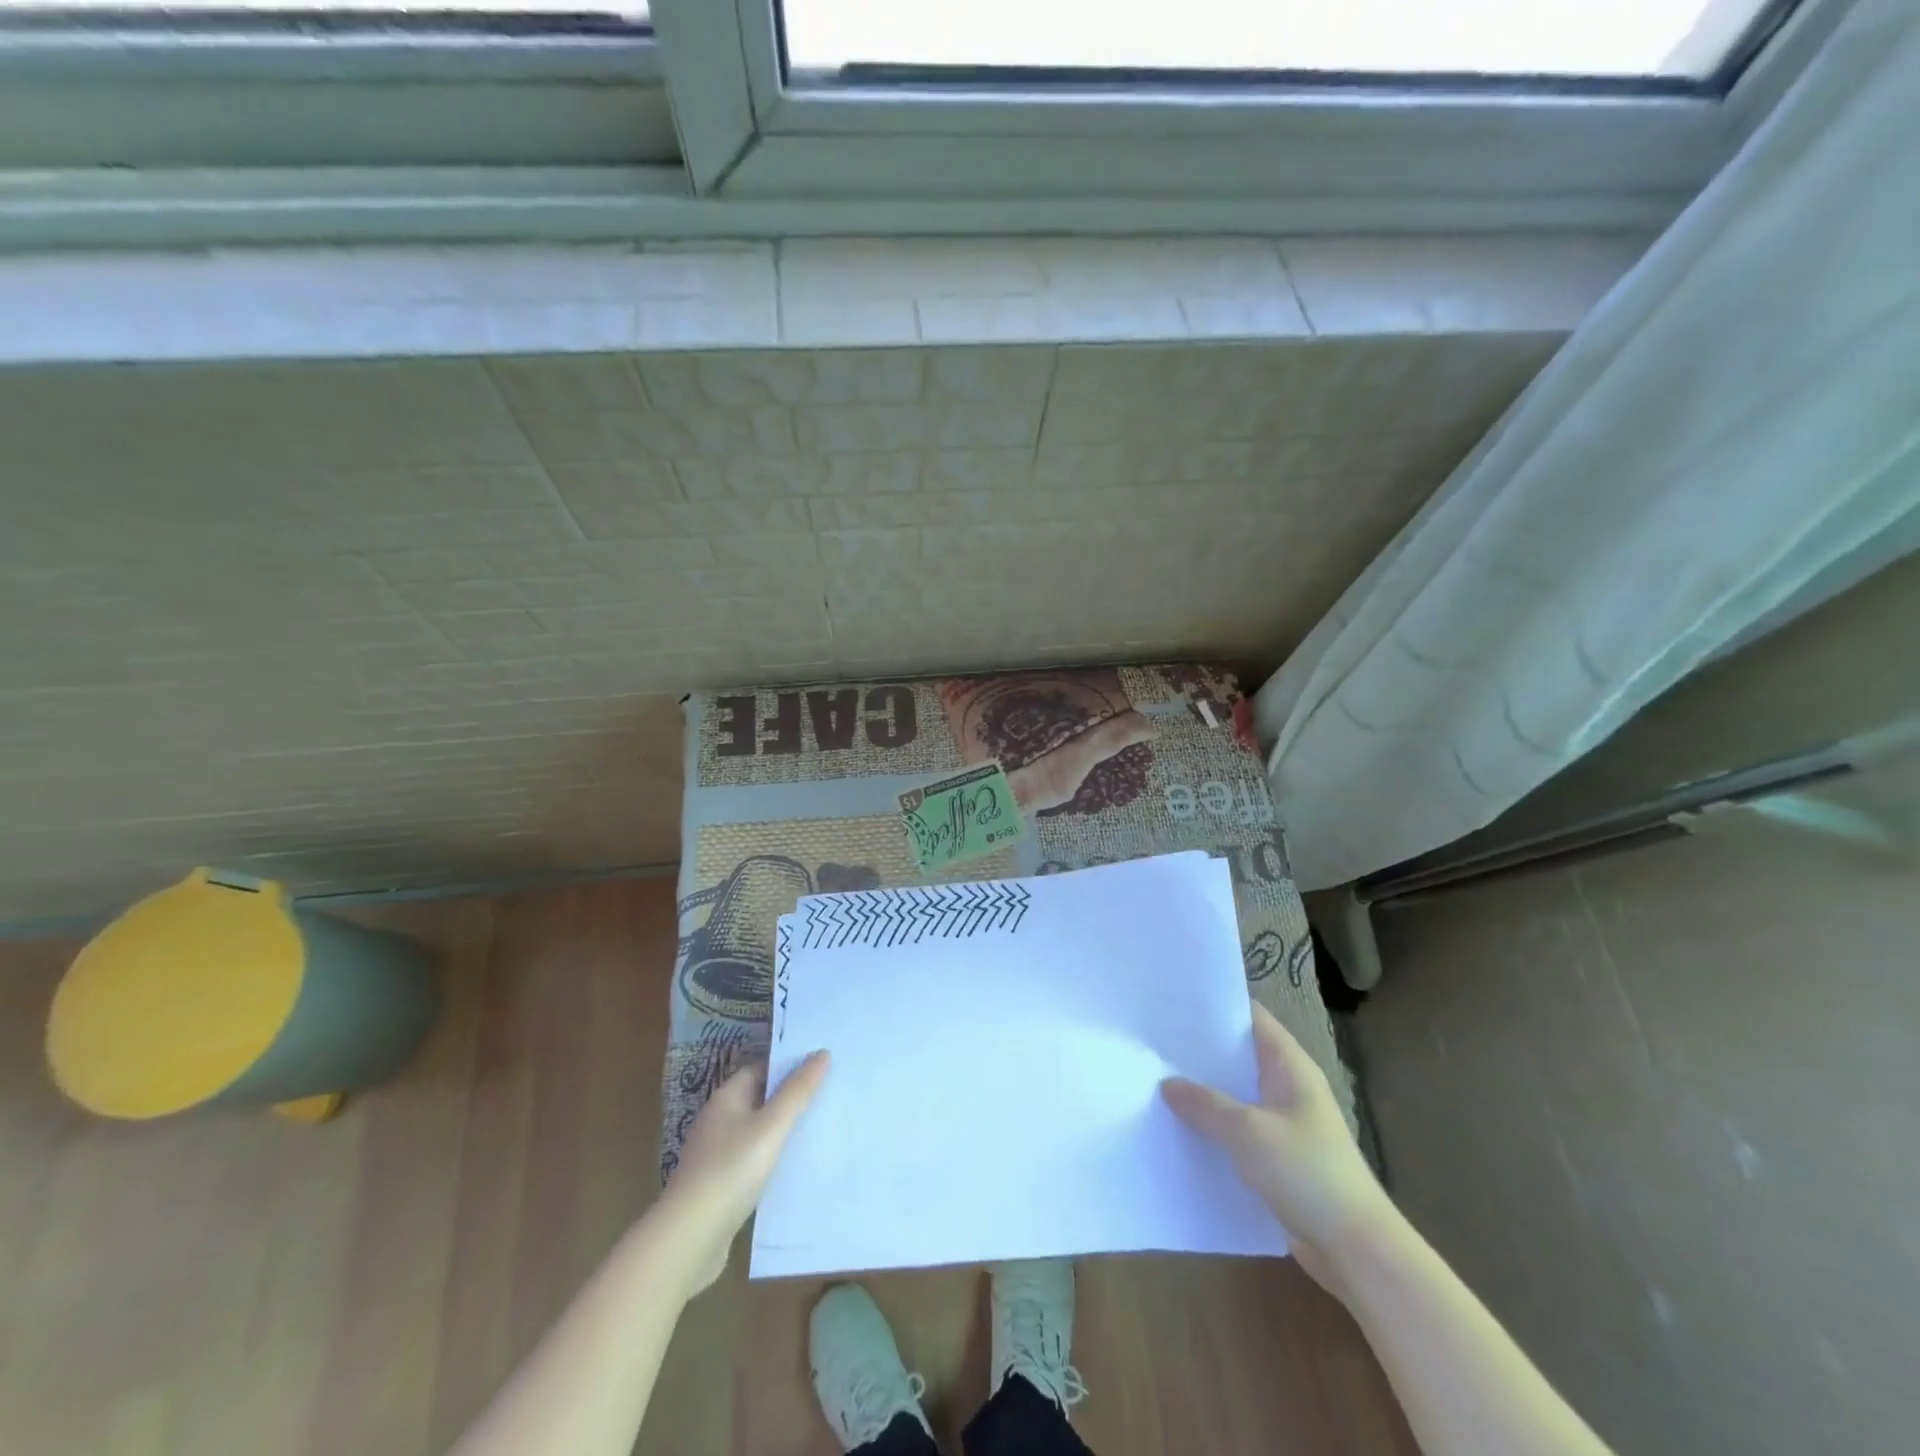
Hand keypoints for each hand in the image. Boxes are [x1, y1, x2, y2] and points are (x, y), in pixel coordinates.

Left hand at [659, 1051, 829, 1294]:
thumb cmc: (731, 1170)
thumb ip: (797, 1091)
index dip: (788, 1066)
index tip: (821, 1068)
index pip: (760, 1069)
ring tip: (820, 1130)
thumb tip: (822, 1053)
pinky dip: (773, 1159)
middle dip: (790, 1098)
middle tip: (829, 1096)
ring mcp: (717, 1155)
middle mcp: (718, 1121)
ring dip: (783, 1131)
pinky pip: (753, 1161)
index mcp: (726, 1099)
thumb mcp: (771, 1127)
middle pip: (760, 1099)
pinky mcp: (720, 1186)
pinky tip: (795, 1168)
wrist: (689, 1239)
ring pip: (757, 1132)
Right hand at [1162, 1003, 1392, 1293]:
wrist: (1357, 1251)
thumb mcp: (1248, 1132)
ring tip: (1156, 1079)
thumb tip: (1167, 1083)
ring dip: (1203, 1090)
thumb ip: (1205, 1103)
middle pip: (1238, 1054)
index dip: (1214, 1005)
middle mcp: (1287, 1086)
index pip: (1250, 1016)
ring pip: (1235, 1093)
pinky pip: (1237, 1128)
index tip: (1173, 1000)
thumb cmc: (1308, 1174)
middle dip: (1200, 1048)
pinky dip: (1212, 1125)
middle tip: (1153, 1040)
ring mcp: (1283, 1122)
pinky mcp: (1277, 1156)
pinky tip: (1179, 1127)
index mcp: (1290, 1066)